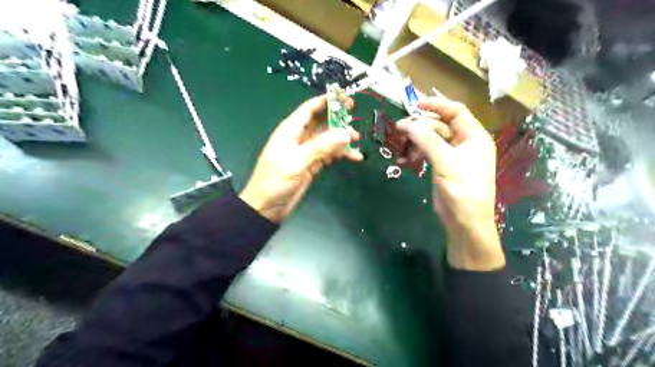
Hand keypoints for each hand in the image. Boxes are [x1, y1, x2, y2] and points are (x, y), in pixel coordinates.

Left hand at [240, 94, 362, 221]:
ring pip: (328, 138)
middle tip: (354, 113)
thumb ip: (321, 147)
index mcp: (291, 130)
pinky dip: (341, 153)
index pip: (310, 109)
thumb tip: (345, 134)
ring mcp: (307, 151)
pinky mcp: (312, 164)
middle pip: (321, 121)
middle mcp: (300, 137)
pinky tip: (354, 156)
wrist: (267, 207)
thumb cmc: (275, 180)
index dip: (326, 100)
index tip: (344, 97)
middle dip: (337, 116)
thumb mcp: (297, 161)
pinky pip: (330, 154)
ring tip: (356, 138)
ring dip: (342, 137)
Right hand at [397, 96, 501, 270]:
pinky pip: (427, 152)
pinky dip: (415, 154)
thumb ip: (428, 141)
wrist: (464, 222)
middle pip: (440, 125)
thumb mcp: (446, 163)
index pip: (456, 111)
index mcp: (474, 137)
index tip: (415, 105)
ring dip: (415, 142)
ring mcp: (452, 155)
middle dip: (420, 127)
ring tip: (400, 151)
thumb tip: (408, 123)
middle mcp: (464, 142)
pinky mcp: (442, 166)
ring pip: (431, 139)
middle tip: (399, 130)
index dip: (436, 105)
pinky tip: (404, 160)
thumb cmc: (463, 191)